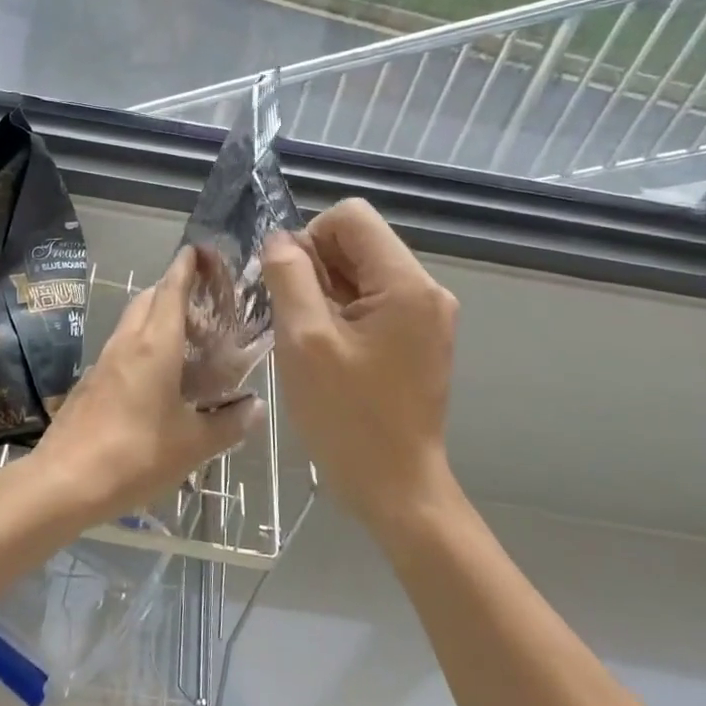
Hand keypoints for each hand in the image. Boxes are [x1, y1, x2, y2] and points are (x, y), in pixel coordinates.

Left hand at [34, 247, 263, 521]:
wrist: (64, 481)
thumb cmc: (135, 455)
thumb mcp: (193, 445)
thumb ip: (228, 424)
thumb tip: (256, 407)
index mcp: (155, 345)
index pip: (171, 289)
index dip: (186, 266)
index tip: (200, 250)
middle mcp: (127, 343)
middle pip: (149, 298)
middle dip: (173, 289)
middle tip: (204, 304)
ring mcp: (104, 361)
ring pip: (133, 322)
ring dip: (156, 317)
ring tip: (187, 339)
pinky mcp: (91, 382)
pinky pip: (122, 347)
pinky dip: (143, 343)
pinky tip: (158, 375)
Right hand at [262, 200, 459, 531]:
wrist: (395, 488)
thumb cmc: (347, 417)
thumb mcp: (305, 341)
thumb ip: (289, 277)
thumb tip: (279, 240)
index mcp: (407, 284)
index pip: (351, 217)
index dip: (310, 238)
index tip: (291, 285)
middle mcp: (426, 290)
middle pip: (358, 242)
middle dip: (316, 268)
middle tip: (294, 318)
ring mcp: (426, 315)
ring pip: (361, 272)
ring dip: (325, 292)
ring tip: (308, 338)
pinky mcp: (418, 338)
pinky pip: (372, 301)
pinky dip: (341, 312)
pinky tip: (326, 350)